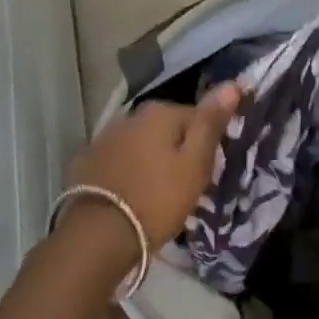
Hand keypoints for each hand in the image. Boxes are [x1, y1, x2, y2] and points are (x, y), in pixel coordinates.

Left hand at [63, 86, 242, 255]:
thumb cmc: (158, 199)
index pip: (197, 116)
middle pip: (166, 129)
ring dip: (152, 159)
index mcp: (159, 113)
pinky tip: (131, 193)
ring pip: (140, 143)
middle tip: (188, 184)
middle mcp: (129, 116)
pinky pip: (118, 160)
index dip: (208, 142)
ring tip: (159, 191)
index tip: (211, 169)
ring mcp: (104, 138)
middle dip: (178, 149)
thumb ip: (210, 123)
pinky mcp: (86, 162)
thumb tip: (232, 84)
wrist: (100, 234)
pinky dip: (128, 171)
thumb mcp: (195, 164)